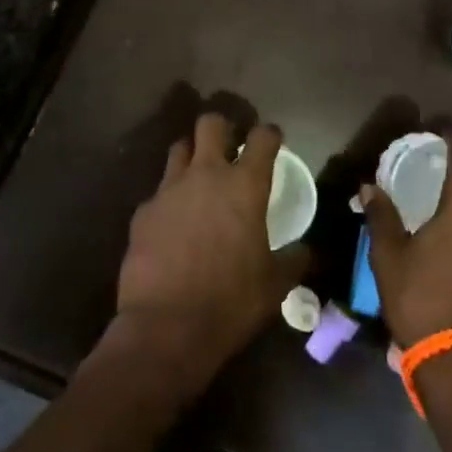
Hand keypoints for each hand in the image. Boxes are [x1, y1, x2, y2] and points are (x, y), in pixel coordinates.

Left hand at [110, 112, 309, 394]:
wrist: (166, 328)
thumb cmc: (231, 302)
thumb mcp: (275, 285)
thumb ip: (294, 260)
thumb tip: (308, 251)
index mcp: (245, 185)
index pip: (262, 138)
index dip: (270, 134)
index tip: (272, 140)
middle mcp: (206, 175)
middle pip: (211, 123)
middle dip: (222, 127)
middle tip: (229, 146)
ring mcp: (169, 190)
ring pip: (179, 148)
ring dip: (191, 155)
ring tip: (199, 178)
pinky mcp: (143, 212)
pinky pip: (159, 192)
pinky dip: (169, 199)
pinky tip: (173, 223)